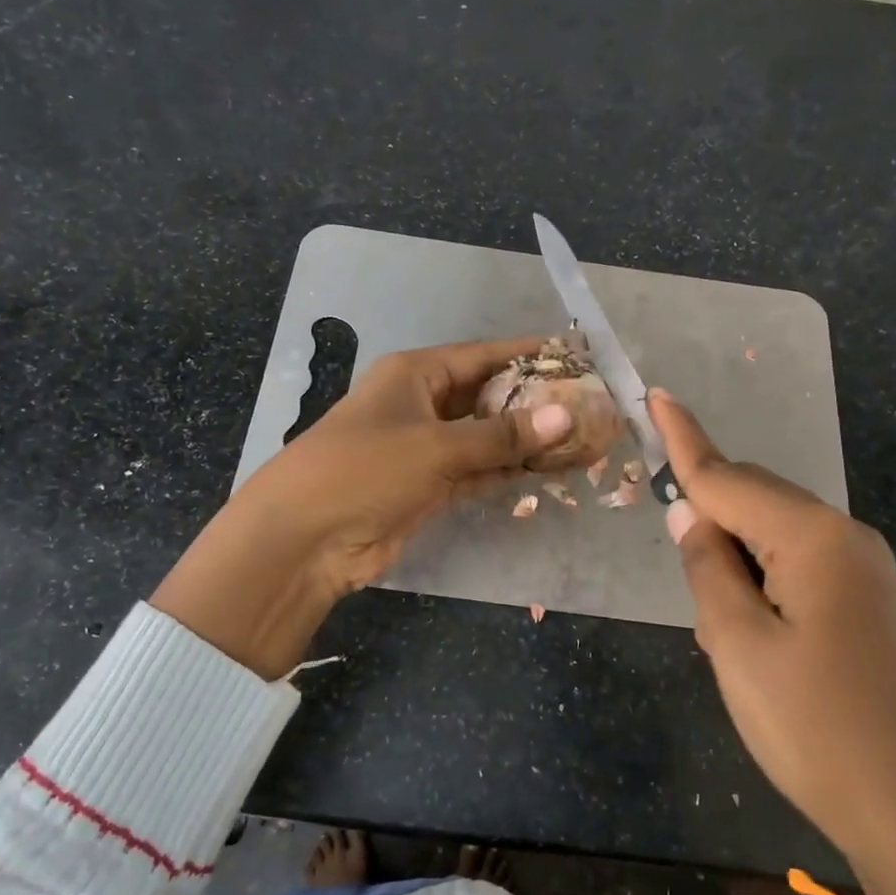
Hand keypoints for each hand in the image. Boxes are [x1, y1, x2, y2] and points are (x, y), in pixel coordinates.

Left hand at [153, 338, 574, 680]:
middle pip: (488, 396)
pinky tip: (549, 471)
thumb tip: (565, 417)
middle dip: (535, 403)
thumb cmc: (365, 470)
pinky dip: (508, 471)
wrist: (305, 539)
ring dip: (527, 440)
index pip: (483, 356)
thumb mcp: (435, 446)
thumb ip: (501, 435)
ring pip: (486, 437)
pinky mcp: (428, 488)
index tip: (575, 357)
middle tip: (589, 406)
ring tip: (583, 439)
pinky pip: (478, 471)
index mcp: (415, 374)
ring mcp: (425, 449)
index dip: (529, 356)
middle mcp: (421, 405)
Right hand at [651, 390, 895, 894]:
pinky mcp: (870, 607)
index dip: (684, 440)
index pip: (729, 478)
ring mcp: (866, 574)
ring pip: (777, 536)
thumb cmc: (814, 728)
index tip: (657, 395)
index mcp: (813, 538)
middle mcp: (847, 540)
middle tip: (672, 547)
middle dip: (709, 509)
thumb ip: (707, 568)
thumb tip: (689, 514)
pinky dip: (761, 577)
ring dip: (734, 554)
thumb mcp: (737, 645)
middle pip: (757, 499)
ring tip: (711, 610)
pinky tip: (748, 623)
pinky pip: (800, 566)